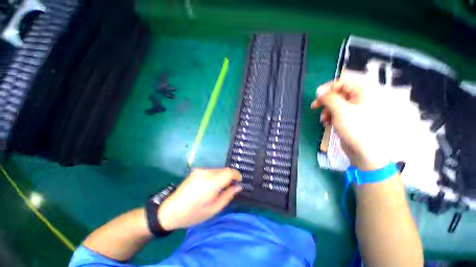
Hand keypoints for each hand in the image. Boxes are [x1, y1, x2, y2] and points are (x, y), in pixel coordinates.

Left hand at [157, 168, 241, 230]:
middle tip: (231, 187)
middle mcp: (206, 172)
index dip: (237, 175)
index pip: (229, 172)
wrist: (170, 211)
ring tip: (221, 187)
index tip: (239, 181)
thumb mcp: (214, 209)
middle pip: (225, 169)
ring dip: (223, 176)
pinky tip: (212, 185)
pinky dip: (216, 175)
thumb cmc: (193, 213)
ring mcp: (200, 170)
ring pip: (218, 169)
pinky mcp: (196, 170)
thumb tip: (238, 186)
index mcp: (211, 183)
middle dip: (230, 176)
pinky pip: (211, 170)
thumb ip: (228, 195)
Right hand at [311, 70, 392, 169]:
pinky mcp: (352, 117)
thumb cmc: (356, 128)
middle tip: (314, 106)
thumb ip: (329, 98)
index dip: (328, 87)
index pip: (343, 81)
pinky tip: (327, 122)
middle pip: (339, 92)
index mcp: (364, 91)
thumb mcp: (340, 110)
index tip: (316, 96)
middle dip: (325, 101)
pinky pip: (339, 112)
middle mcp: (362, 97)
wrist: (365, 152)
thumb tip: (319, 90)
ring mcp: (357, 108)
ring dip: (327, 110)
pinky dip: (331, 116)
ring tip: (323, 119)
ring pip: (337, 103)